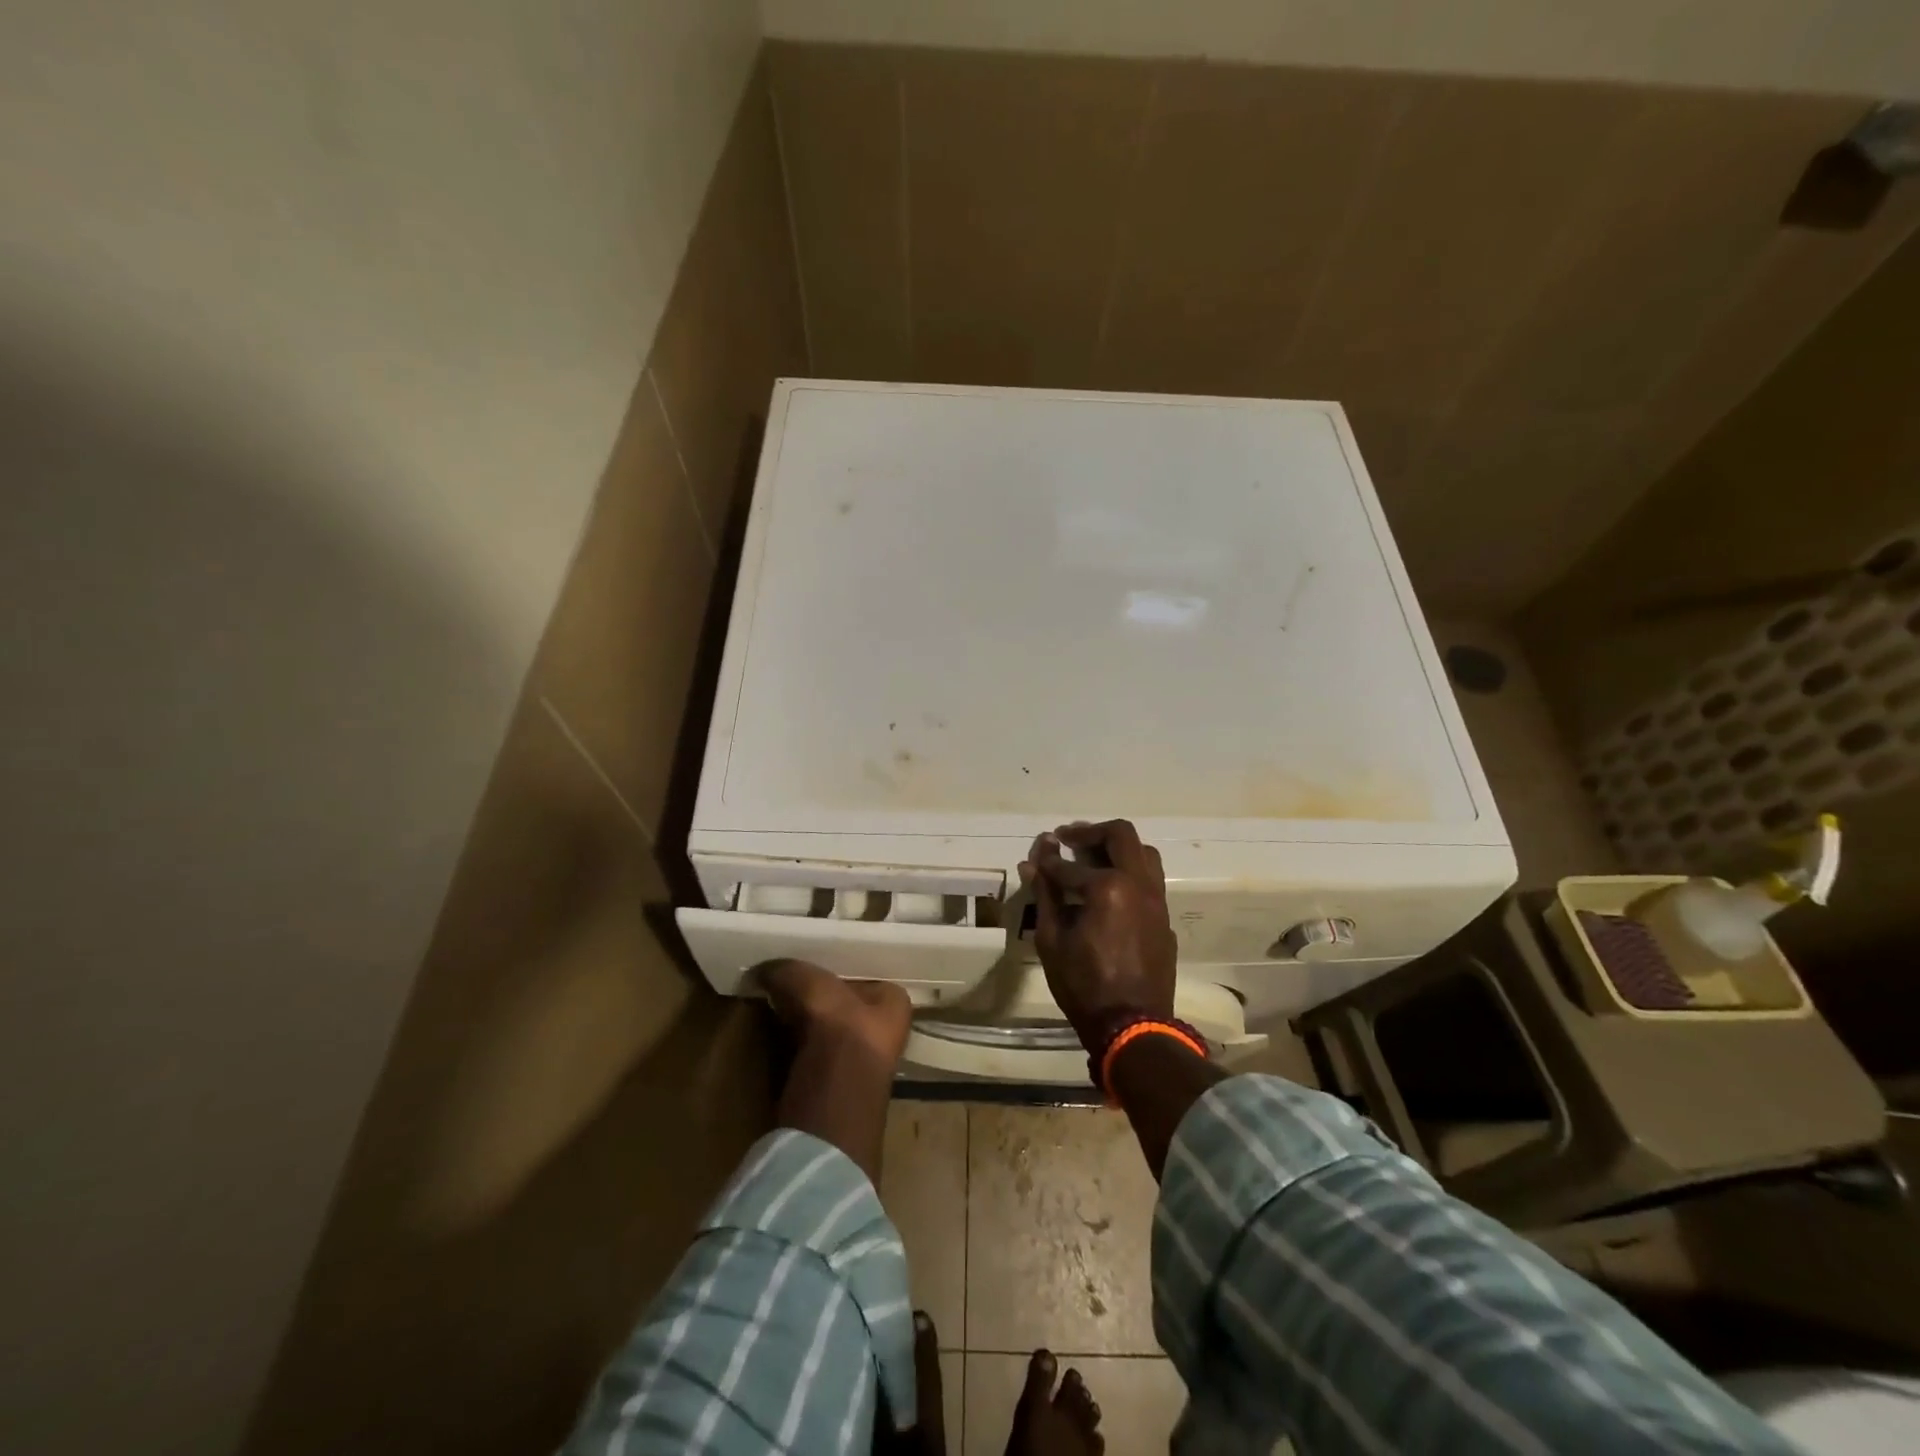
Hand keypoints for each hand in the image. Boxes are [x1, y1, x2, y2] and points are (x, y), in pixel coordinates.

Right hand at [759, 959, 913, 1068]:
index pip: (854, 965)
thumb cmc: (842, 1063)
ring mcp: (849, 1056)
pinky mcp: (821, 1080)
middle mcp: (877, 1027)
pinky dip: (781, 1028)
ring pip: (813, 1014)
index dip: (824, 956)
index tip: (791, 948)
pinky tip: (762, 1016)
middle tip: (769, 963)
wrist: (826, 1145)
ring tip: (760, 983)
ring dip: (789, 1003)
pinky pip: (798, 1040)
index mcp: (893, 1005)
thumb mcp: (825, 1004)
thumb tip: (766, 967)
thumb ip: (798, 975)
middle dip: (803, 980)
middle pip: (833, 991)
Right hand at [1018, 820, 1176, 1049]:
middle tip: (1068, 839)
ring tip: (1092, 859)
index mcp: (1108, 887)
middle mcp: (1138, 884)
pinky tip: (1109, 893)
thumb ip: (1045, 895)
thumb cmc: (1084, 985)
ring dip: (1117, 848)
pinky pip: (1150, 882)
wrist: (1133, 1026)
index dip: (1048, 859)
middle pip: (1121, 835)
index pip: (1069, 864)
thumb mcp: (1052, 940)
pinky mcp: (1165, 919)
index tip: (1037, 854)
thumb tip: (1033, 863)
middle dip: (1090, 832)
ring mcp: (1157, 901)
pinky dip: (1129, 874)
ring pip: (1144, 853)